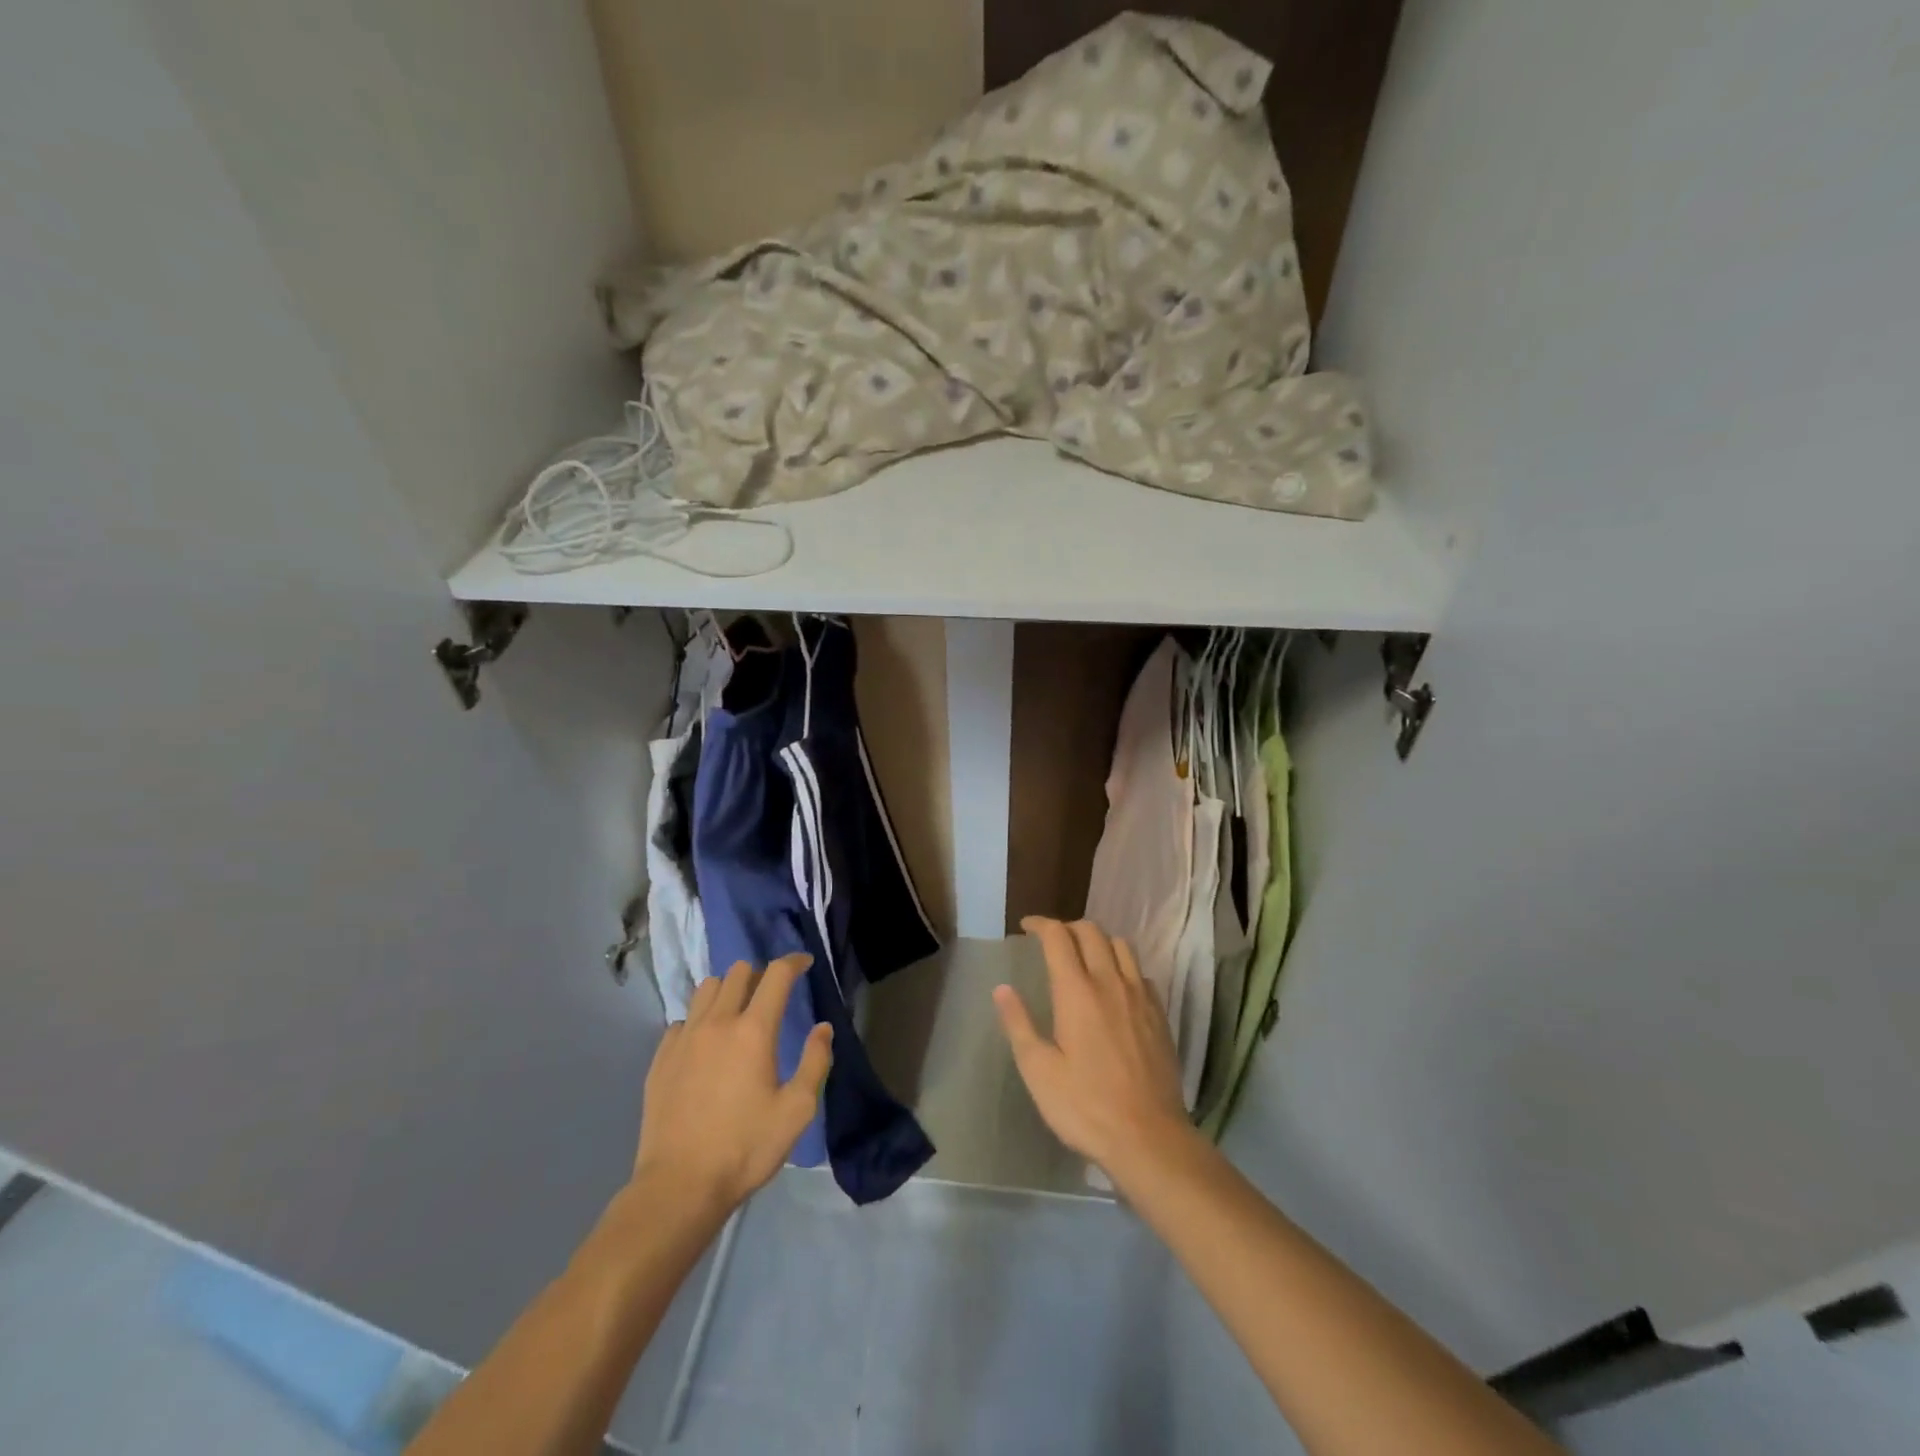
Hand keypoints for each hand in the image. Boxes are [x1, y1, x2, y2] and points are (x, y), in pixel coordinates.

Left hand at [634, 954, 831, 1212]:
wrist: (679, 1186)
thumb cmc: (745, 1148)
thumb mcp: (797, 1111)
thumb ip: (815, 1062)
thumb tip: (822, 1028)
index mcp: (754, 1031)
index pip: (776, 975)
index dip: (793, 962)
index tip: (804, 964)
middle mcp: (717, 1023)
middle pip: (738, 972)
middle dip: (759, 974)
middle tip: (771, 995)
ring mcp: (684, 1039)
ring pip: (706, 988)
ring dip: (727, 990)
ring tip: (736, 1013)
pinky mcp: (661, 1058)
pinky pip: (682, 1020)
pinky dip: (699, 1021)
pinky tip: (705, 1046)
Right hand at [995, 917, 1197, 1184]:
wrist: (1149, 1138)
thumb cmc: (1085, 1107)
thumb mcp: (1039, 1071)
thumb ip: (1019, 1024)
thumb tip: (1002, 989)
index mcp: (1077, 992)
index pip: (1058, 937)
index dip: (1040, 924)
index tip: (1026, 927)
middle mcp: (1110, 983)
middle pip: (1092, 932)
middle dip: (1068, 927)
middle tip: (1051, 940)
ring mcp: (1140, 997)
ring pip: (1121, 946)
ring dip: (1099, 941)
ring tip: (1084, 956)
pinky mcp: (1159, 1015)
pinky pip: (1140, 972)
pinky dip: (1123, 966)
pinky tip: (1115, 988)